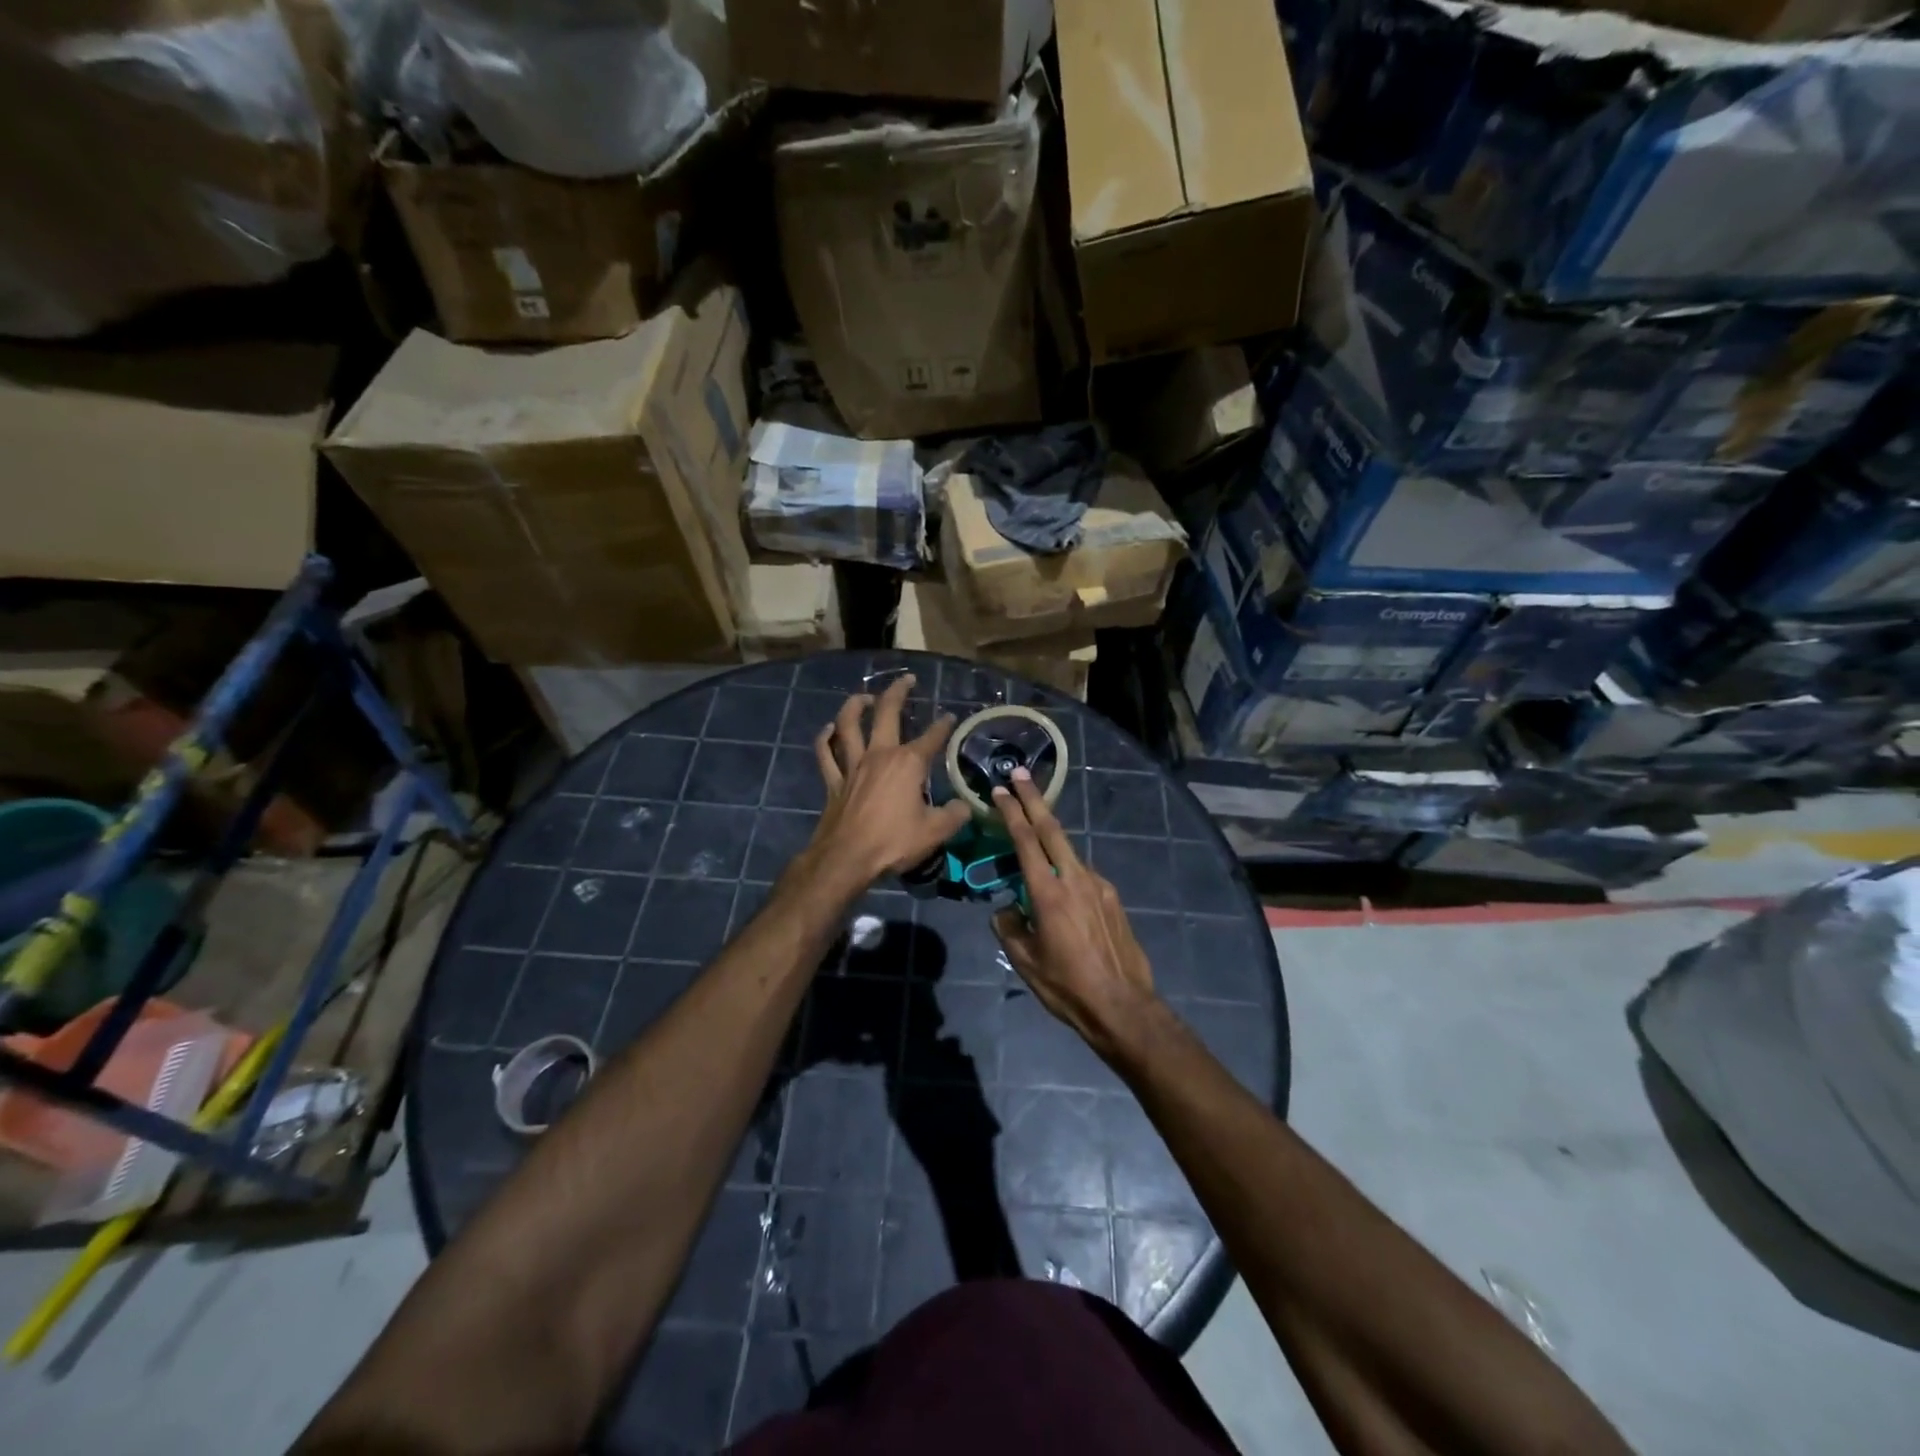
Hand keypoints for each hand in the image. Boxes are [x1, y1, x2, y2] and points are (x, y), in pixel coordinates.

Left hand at [805, 675, 970, 890]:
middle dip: (898, 692)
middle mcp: (880, 755)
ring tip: (865, 697)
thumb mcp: (935, 831)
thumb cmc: (893, 842)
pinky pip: (825, 753)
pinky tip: (829, 729)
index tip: (950, 718)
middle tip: (907, 680)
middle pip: (886, 713)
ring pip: (849, 724)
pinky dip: (826, 738)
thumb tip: (965, 806)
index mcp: (908, 764)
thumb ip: (954, 815)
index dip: (943, 726)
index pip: (931, 738)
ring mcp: (852, 765)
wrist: (846, 859)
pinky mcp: (833, 781)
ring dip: (855, 705)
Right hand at [991, 771, 1157, 1058]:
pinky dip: (1067, 868)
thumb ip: (1010, 927)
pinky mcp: (1113, 898)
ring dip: (1050, 835)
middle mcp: (1075, 879)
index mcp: (1048, 893)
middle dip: (1033, 799)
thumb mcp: (1025, 961)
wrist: (1123, 1005)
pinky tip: (1061, 887)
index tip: (1000, 790)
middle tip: (1019, 774)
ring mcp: (1099, 885)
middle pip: (1052, 828)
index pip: (1026, 841)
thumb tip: (1007, 909)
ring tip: (1034, 832)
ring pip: (1069, 851)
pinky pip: (1084, 874)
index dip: (1011, 812)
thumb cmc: (1067, 986)